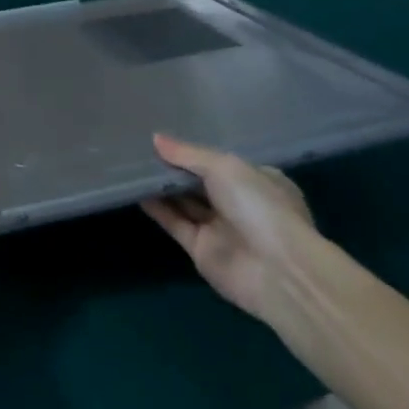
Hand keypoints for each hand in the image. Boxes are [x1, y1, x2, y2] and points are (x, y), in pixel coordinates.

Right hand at [141, 135, 321, 327]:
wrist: (277, 271)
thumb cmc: (259, 207)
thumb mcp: (225, 167)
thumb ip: (188, 154)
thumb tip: (155, 139)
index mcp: (259, 180)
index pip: (223, 162)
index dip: (195, 150)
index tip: (165, 137)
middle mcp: (241, 204)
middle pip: (201, 181)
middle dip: (175, 167)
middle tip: (140, 146)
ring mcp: (221, 228)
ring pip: (185, 202)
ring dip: (162, 186)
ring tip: (132, 164)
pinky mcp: (201, 250)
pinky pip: (175, 223)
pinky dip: (157, 208)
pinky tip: (135, 190)